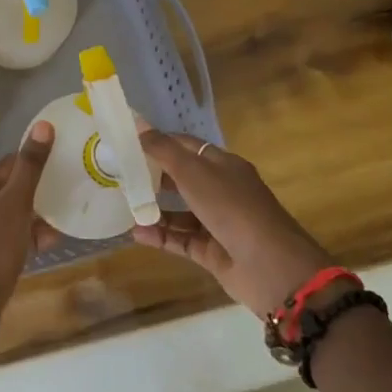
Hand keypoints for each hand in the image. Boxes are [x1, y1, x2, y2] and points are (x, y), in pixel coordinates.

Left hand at [0, 121, 56, 320]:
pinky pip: (5, 240)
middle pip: (7, 193)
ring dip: (32, 219)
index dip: (32, 164)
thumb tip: (43, 125)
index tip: (58, 167)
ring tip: (58, 225)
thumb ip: (30, 166)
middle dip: (35, 196)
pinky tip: (44, 246)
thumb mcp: (17, 203)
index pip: (6, 166)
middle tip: (63, 198)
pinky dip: (24, 239)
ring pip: (8, 218)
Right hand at [132, 129, 331, 316]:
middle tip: (120, 174)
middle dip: (153, 175)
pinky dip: (160, 236)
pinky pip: (181, 239)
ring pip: (180, 212)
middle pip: (182, 178)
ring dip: (154, 209)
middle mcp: (221, 190)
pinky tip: (135, 233)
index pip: (186, 146)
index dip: (159, 141)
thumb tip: (137, 124)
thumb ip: (163, 150)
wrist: (272, 267)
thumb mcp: (194, 173)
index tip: (127, 141)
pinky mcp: (213, 252)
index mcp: (223, 165)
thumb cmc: (232, 208)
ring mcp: (218, 222)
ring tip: (124, 205)